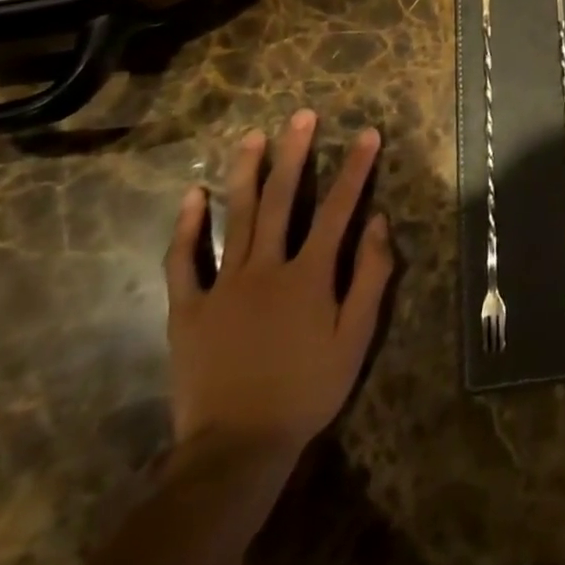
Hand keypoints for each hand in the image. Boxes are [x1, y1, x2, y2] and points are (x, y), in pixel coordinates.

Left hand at [164, 112, 393, 465]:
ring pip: (235, 217)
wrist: (236, 449)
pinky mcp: (189, 309)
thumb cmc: (306, 390)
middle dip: (295, 153)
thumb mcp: (356, 338)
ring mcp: (224, 286)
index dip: (355, 168)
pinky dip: (188, 227)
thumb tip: (380, 221)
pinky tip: (193, 194)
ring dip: (246, 173)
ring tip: (254, 136)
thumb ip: (371, 276)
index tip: (368, 133)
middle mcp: (267, 267)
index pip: (338, 208)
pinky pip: (184, 262)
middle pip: (282, 199)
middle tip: (301, 115)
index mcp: (309, 275)